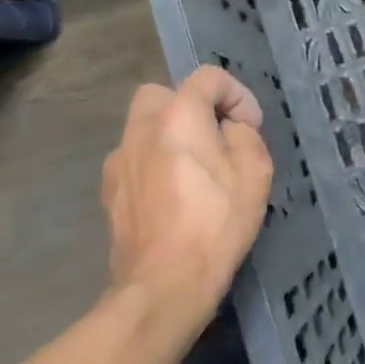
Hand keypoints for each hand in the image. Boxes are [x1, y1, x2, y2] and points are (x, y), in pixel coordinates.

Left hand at [101, 66, 273, 327]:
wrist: (164, 285)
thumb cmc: (216, 222)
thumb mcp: (255, 171)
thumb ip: (244, 135)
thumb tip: (229, 129)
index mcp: (178, 115)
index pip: (208, 77)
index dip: (236, 95)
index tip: (250, 127)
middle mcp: (141, 128)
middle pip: (163, 94)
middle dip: (191, 107)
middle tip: (214, 137)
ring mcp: (119, 161)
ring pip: (144, 127)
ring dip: (169, 135)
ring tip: (194, 169)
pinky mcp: (109, 192)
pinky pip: (135, 159)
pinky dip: (154, 163)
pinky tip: (173, 195)